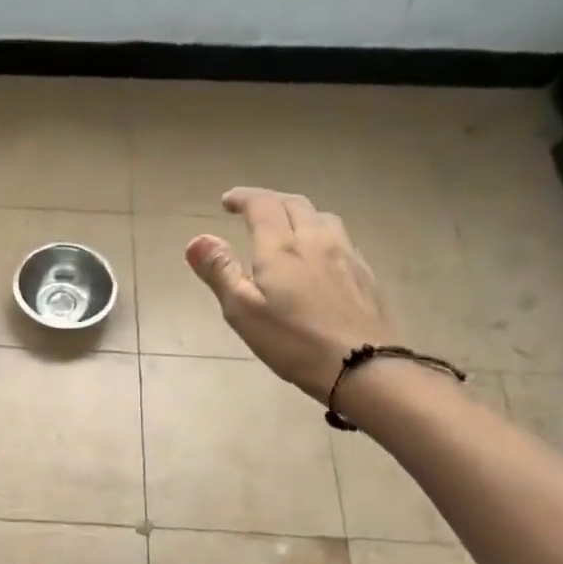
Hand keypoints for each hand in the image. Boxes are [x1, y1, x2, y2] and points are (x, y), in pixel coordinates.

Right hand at [186, 186, 394, 402]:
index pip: (262, 205)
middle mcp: (315, 240)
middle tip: (251, 210)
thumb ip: (220, 272)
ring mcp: (346, 255)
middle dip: (269, 201)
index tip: (227, 201)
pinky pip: (340, 238)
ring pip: (322, 217)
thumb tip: (197, 239)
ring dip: (298, 213)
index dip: (243, 198)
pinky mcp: (365, 274)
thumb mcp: (243, 311)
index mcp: (281, 248)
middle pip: (294, 204)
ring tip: (286, 226)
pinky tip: (318, 255)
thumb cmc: (293, 341)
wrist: (365, 366)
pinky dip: (320, 233)